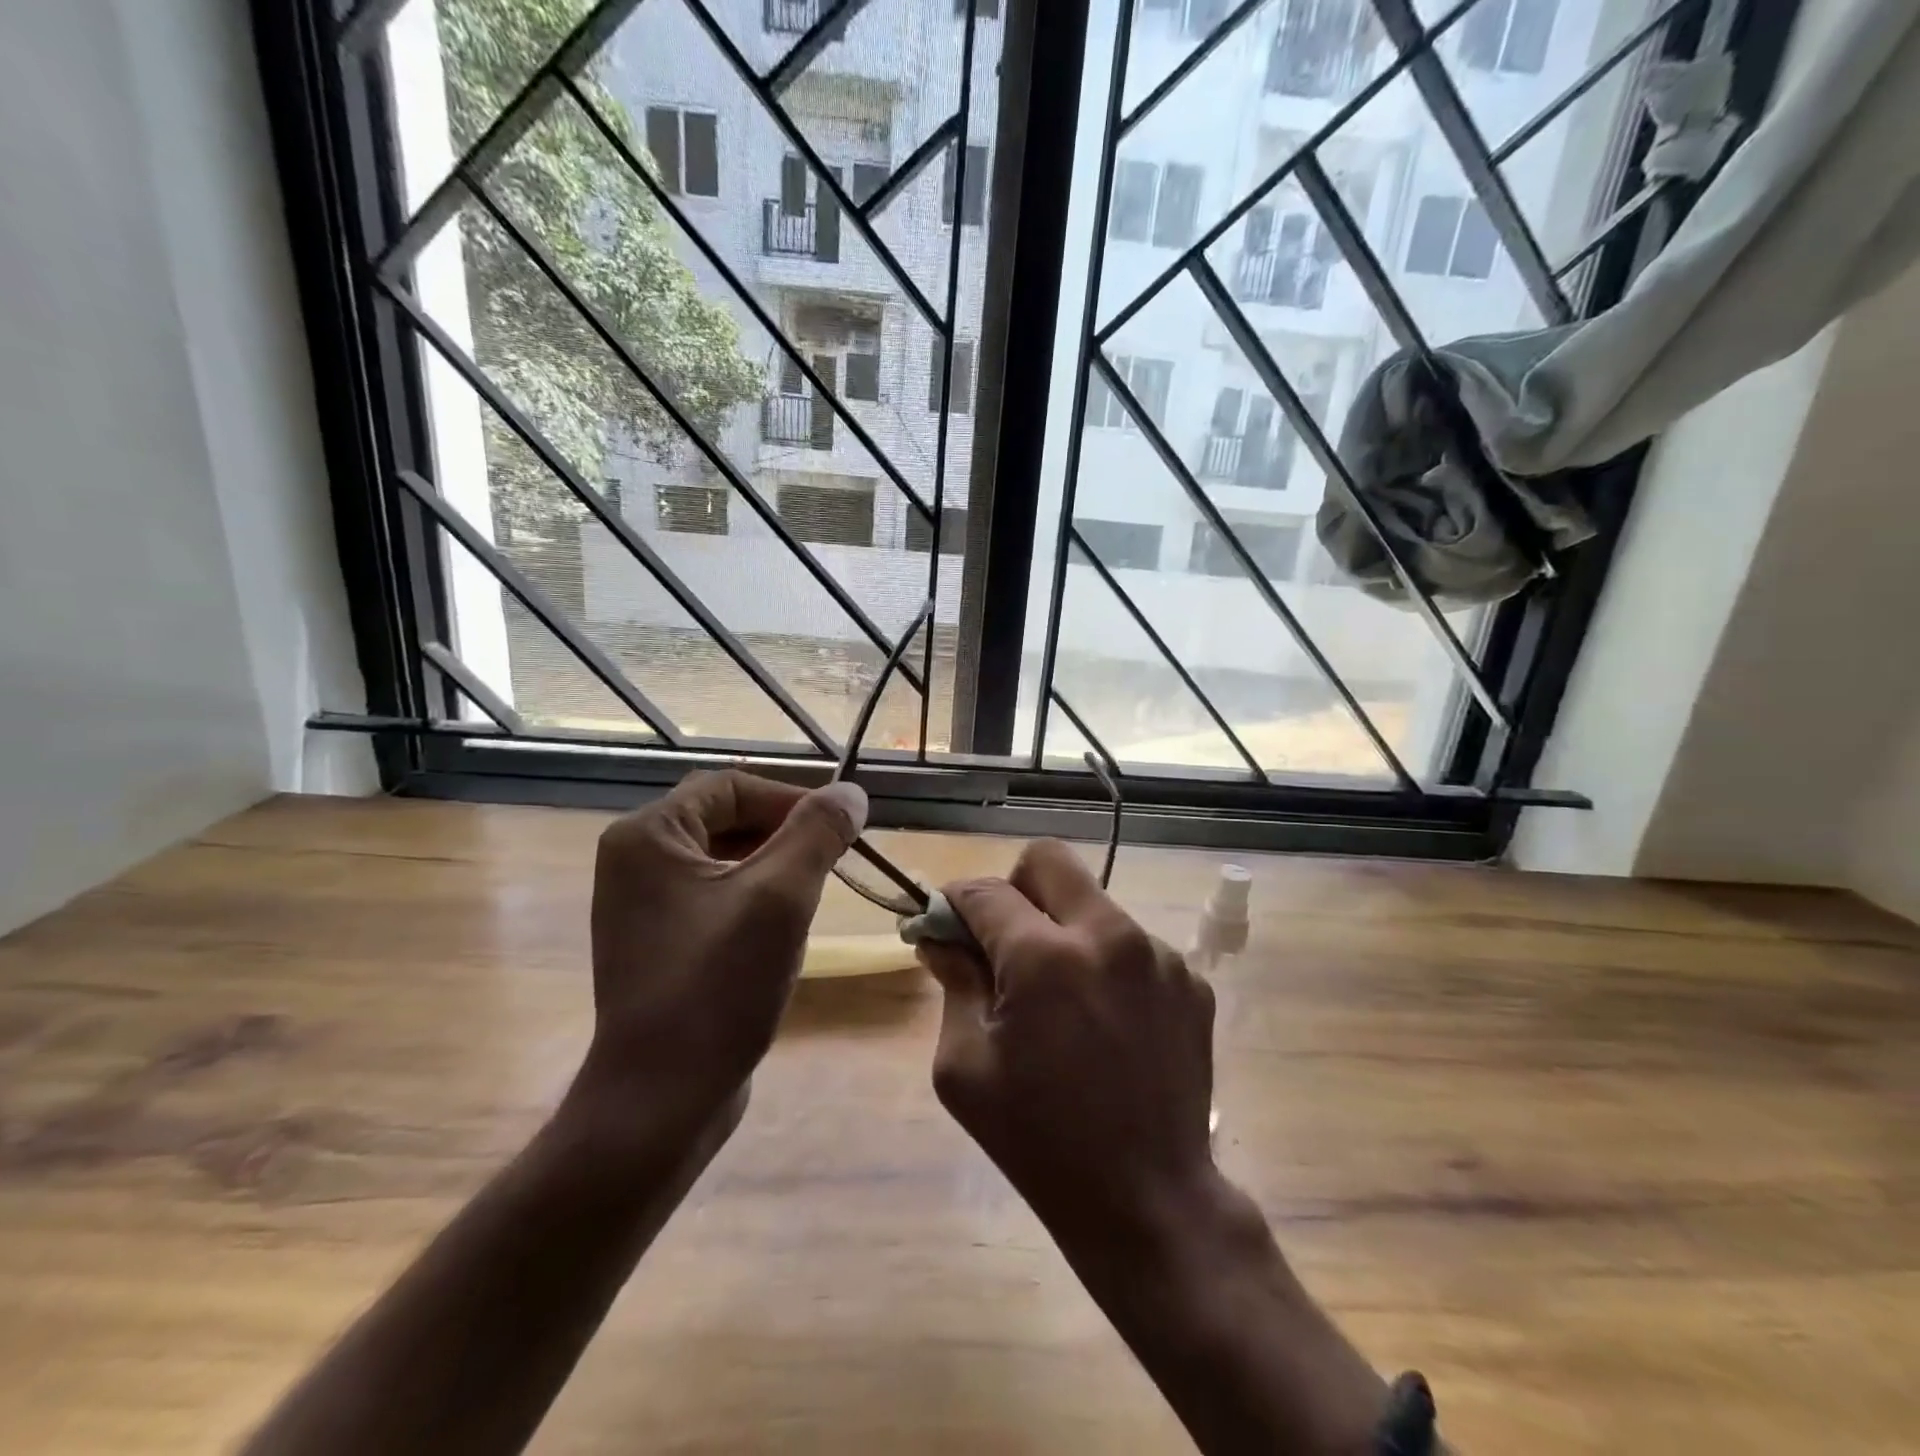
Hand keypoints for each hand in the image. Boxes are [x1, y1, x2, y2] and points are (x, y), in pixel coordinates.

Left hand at [569, 769, 867, 1165]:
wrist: (661, 1102)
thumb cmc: (717, 988)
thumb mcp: (781, 899)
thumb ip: (818, 834)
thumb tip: (852, 792)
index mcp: (648, 836)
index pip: (732, 786)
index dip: (792, 799)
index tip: (840, 828)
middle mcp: (635, 860)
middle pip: (727, 818)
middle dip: (785, 834)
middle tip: (833, 861)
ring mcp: (643, 904)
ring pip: (726, 858)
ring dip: (775, 867)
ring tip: (813, 896)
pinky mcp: (659, 940)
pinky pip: (715, 895)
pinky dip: (755, 897)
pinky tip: (784, 930)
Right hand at [917, 839, 1217, 1242]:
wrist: (1147, 1201)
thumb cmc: (1038, 1140)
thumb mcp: (964, 1067)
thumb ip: (953, 984)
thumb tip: (940, 937)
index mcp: (1044, 957)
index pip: (986, 891)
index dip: (954, 901)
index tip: (946, 922)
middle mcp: (1108, 935)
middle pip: (1049, 860)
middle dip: (1015, 887)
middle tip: (1005, 940)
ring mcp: (1158, 954)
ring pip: (1093, 903)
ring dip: (1064, 930)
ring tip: (1061, 997)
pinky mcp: (1190, 979)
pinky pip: (1131, 944)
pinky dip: (1105, 963)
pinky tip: (1105, 1022)